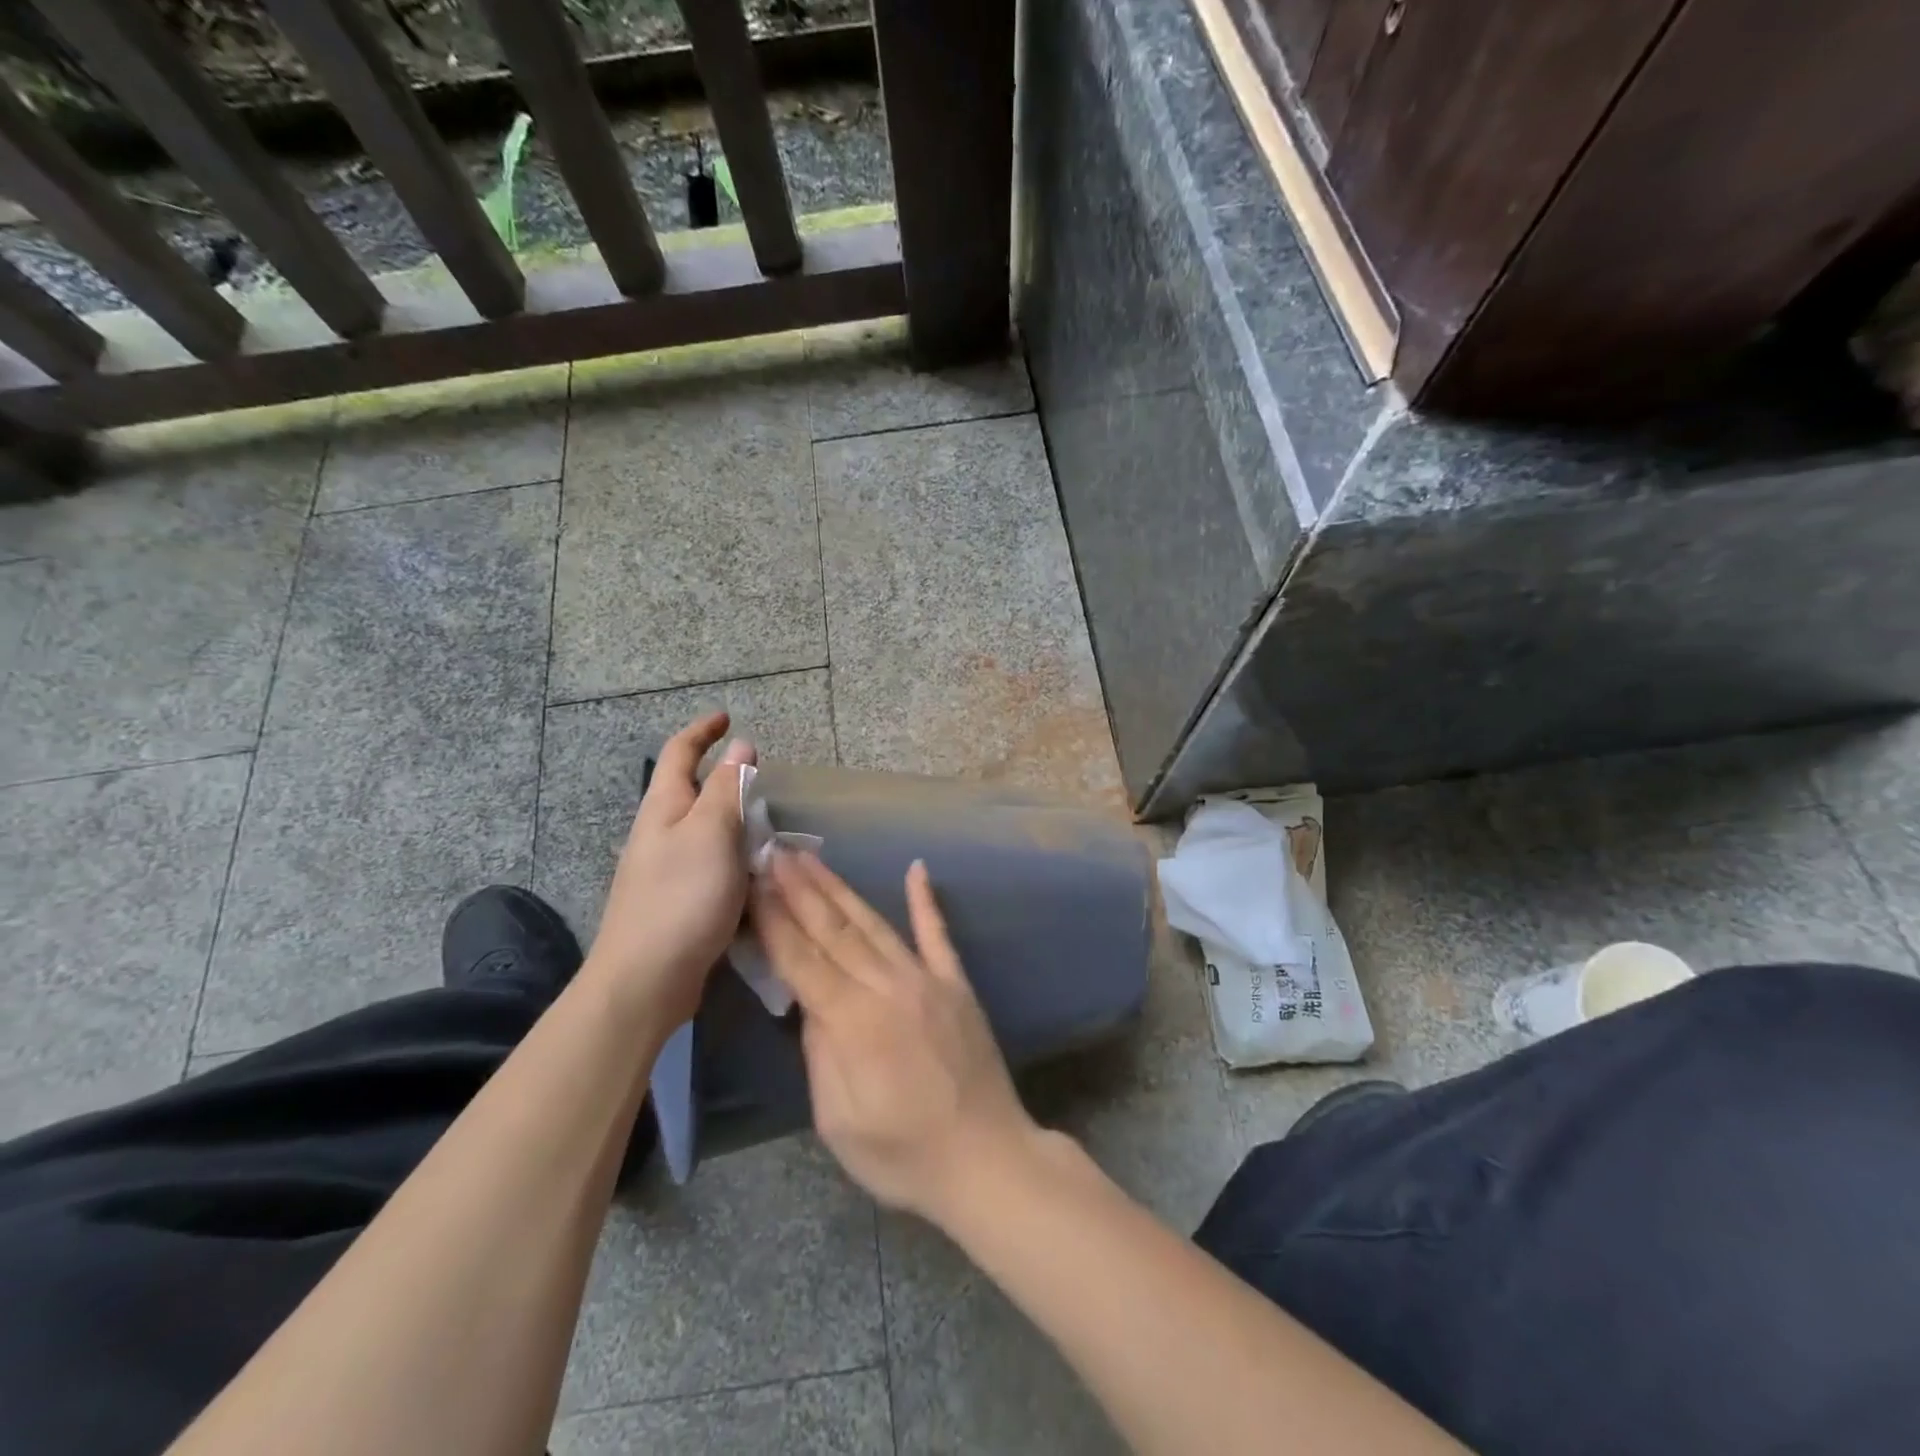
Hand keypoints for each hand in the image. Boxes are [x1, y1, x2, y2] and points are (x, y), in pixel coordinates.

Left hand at [587, 712, 755, 1023]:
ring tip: (767, 822)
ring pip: (703, 828)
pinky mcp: (677, 900)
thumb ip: (728, 789)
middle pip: (690, 789)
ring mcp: (665, 869)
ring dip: (732, 817)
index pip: (681, 754)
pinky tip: (754, 870)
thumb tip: (742, 746)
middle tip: (761, 775)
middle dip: (722, 775)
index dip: (703, 731)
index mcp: (664, 808)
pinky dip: (733, 854)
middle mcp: (660, 833)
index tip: (727, 717)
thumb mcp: (711, 833)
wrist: (645, 980)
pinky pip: (710, 861)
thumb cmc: (681, 897)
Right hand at [751, 851, 1038, 1224]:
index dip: (774, 918)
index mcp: (852, 1021)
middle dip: (799, 888)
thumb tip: (809, 1003)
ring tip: (812, 858)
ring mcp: (926, 979)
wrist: (987, 1159)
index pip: (801, 959)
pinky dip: (925, 900)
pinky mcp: (956, 983)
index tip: (752, 882)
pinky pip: (938, 934)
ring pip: (874, 923)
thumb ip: (820, 1052)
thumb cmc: (904, 1154)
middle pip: (833, 930)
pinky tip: (916, 868)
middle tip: (774, 851)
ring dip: (839, 888)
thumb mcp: (839, 1120)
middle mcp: (888, 986)